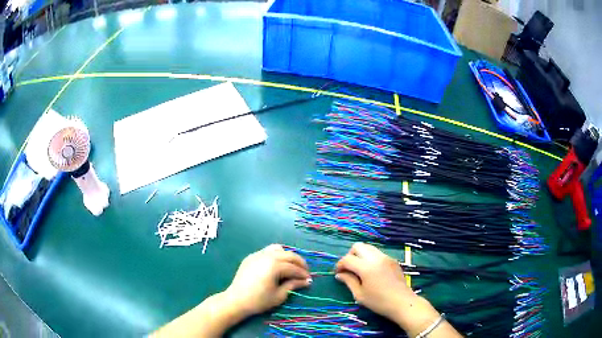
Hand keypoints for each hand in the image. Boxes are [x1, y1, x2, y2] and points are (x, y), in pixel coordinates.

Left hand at [224, 244, 311, 316]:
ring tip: (291, 266)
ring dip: (287, 256)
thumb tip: (307, 281)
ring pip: (277, 249)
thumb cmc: (259, 300)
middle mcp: (266, 256)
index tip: (309, 279)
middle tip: (305, 271)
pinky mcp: (251, 257)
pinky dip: (276, 255)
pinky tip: (277, 265)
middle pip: (288, 254)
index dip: (303, 274)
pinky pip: (266, 251)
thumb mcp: (279, 295)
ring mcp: (257, 254)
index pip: (293, 267)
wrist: (236, 300)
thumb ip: (293, 285)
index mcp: (274, 265)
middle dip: (299, 262)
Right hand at [335, 244, 460, 337]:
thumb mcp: (360, 295)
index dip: (339, 265)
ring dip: (361, 255)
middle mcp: (376, 258)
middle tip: (349, 269)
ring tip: (360, 270)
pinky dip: (370, 258)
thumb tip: (339, 274)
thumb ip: (349, 281)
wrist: (402, 303)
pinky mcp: (393, 260)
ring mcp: (386, 257)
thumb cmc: (379, 302)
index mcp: (366, 267)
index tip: (338, 273)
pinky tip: (372, 272)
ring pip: (369, 247)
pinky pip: (378, 253)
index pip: (347, 259)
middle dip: (350, 255)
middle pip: (358, 246)